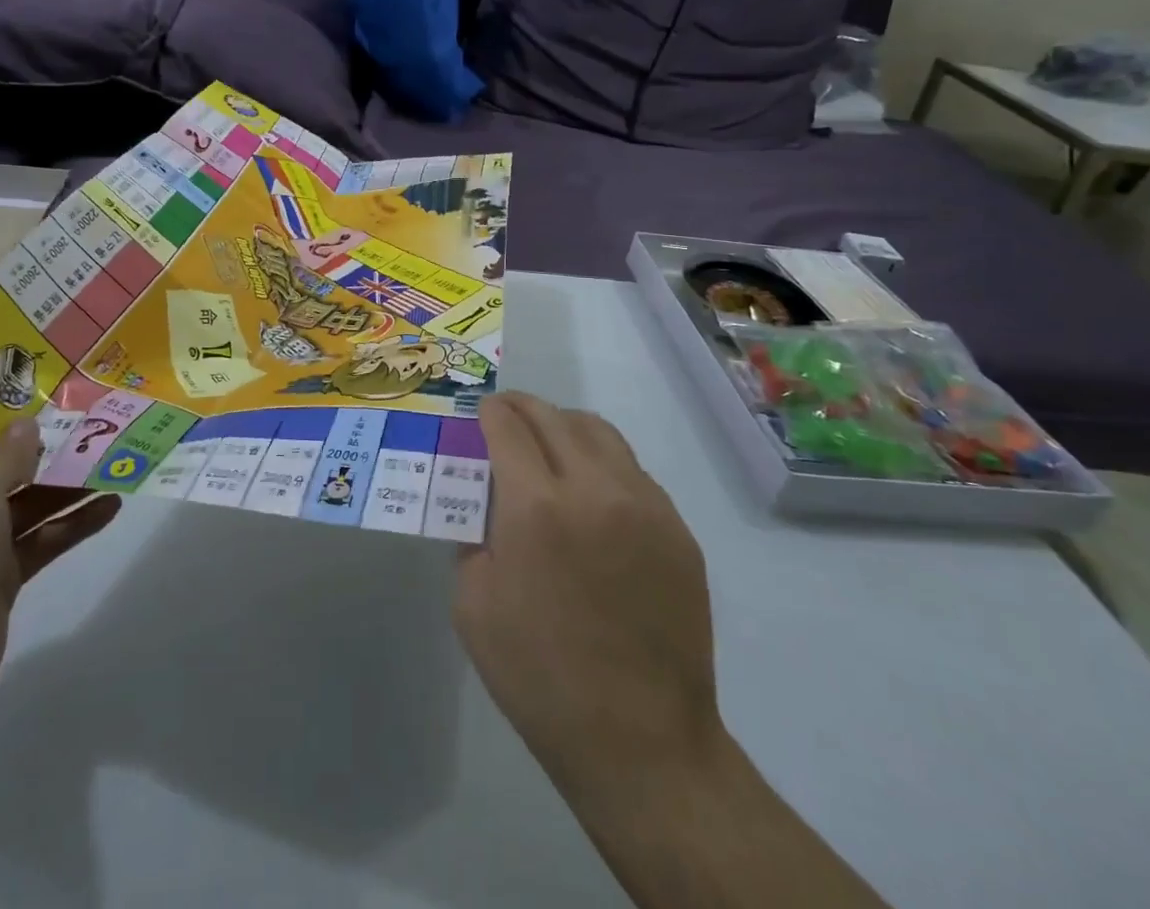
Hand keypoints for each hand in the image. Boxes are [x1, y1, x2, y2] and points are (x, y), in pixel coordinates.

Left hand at [0, 422, 120, 736]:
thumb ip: (8, 452)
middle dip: (48, 449)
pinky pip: (41, 540)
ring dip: (69, 485)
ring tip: (116, 460)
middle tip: (97, 423)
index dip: (4, 414)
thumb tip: (28, 425)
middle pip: (2, 468)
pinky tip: (112, 505)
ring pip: (28, 504)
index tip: (51, 394)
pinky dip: (73, 524)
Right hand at [454, 392, 718, 806]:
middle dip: (523, 408)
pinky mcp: (677, 530)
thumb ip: (473, 536)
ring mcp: (644, 506)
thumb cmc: (539, 676)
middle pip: (554, 418)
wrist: (641, 741)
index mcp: (536, 507)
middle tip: (507, 414)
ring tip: (549, 441)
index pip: (508, 428)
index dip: (490, 412)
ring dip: (565, 425)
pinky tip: (590, 492)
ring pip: (600, 434)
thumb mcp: (473, 604)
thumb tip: (486, 502)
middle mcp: (593, 489)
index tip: (481, 412)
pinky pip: (633, 472)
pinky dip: (602, 462)